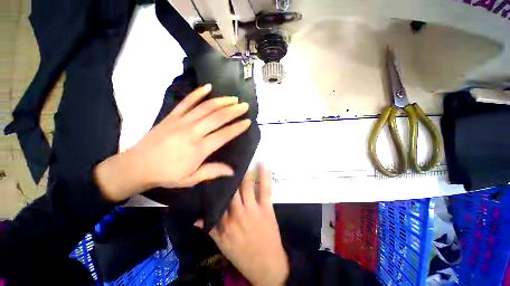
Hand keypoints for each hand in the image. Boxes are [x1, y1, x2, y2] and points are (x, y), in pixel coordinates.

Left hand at [94, 84, 251, 201]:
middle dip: (234, 111)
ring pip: (206, 107)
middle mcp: (193, 132)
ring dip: (222, 101)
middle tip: (245, 106)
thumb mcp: (190, 179)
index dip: (237, 128)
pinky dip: (197, 93)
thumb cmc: (166, 175)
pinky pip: (187, 102)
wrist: (136, 166)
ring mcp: (181, 121)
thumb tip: (232, 170)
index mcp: (199, 149)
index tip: (248, 121)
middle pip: (218, 118)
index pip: (224, 135)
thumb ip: (212, 172)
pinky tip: (208, 87)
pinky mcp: (172, 116)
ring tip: (233, 98)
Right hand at [196, 165, 289, 285]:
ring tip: (241, 160)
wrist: (266, 265)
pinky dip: (265, 176)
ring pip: (246, 187)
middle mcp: (237, 213)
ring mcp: (253, 209)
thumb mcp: (222, 245)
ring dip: (244, 173)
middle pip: (232, 190)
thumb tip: (196, 218)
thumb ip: (210, 229)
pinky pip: (265, 189)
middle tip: (228, 162)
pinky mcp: (266, 208)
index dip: (217, 186)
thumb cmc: (242, 255)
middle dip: (229, 176)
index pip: (218, 199)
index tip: (215, 174)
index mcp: (225, 222)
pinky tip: (264, 164)